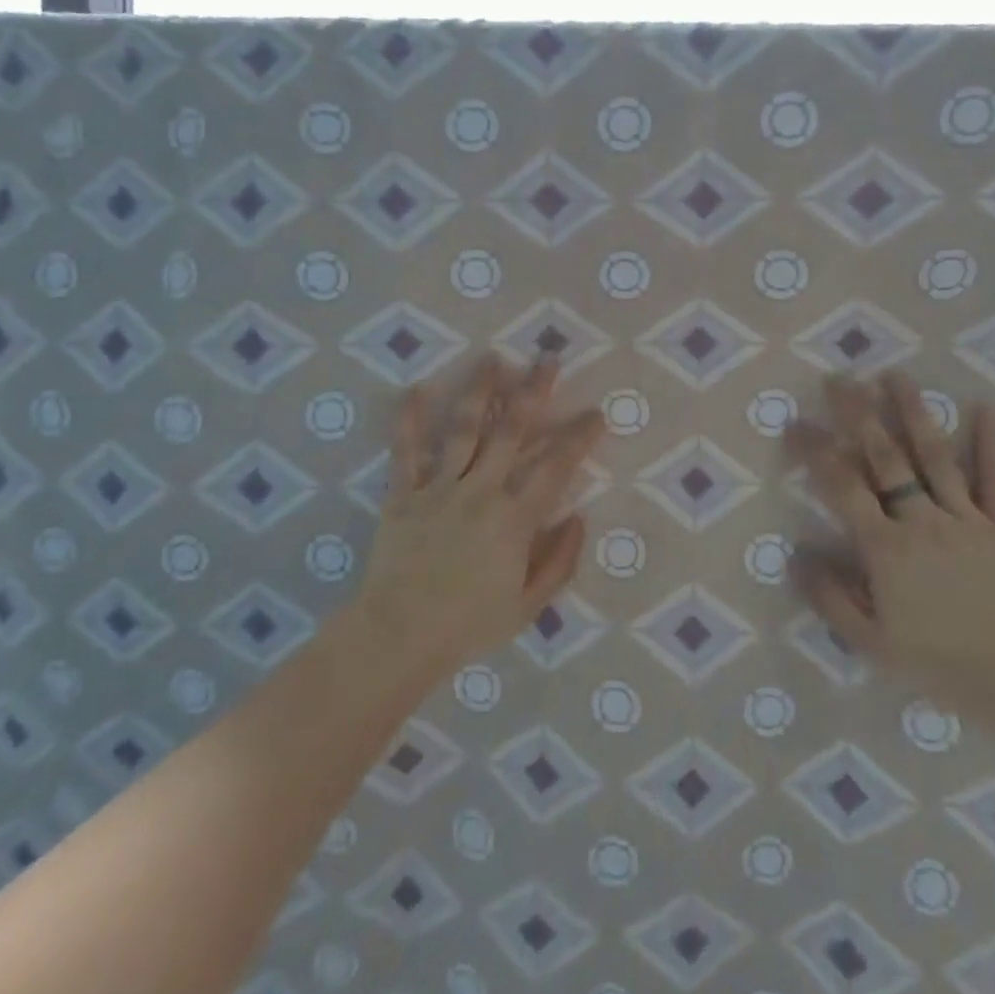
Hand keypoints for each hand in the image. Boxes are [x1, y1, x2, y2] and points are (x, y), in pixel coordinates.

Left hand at [354, 354, 605, 676]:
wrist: (399, 635)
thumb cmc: (468, 625)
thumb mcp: (527, 606)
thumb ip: (559, 561)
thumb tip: (579, 518)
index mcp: (514, 519)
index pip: (555, 467)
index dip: (578, 437)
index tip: (595, 413)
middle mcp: (480, 491)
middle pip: (511, 431)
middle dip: (533, 391)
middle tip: (548, 359)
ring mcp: (439, 487)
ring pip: (463, 428)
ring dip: (479, 390)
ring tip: (491, 357)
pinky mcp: (404, 493)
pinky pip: (406, 450)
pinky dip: (409, 419)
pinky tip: (415, 388)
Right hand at [785, 370, 994, 720]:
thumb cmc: (944, 665)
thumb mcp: (872, 644)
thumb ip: (831, 599)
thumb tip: (797, 557)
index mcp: (885, 547)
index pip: (842, 487)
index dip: (816, 451)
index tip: (796, 421)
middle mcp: (921, 520)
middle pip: (885, 458)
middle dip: (858, 415)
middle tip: (840, 378)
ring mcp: (966, 519)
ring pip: (934, 456)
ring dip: (913, 413)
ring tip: (895, 375)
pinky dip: (989, 443)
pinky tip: (983, 407)